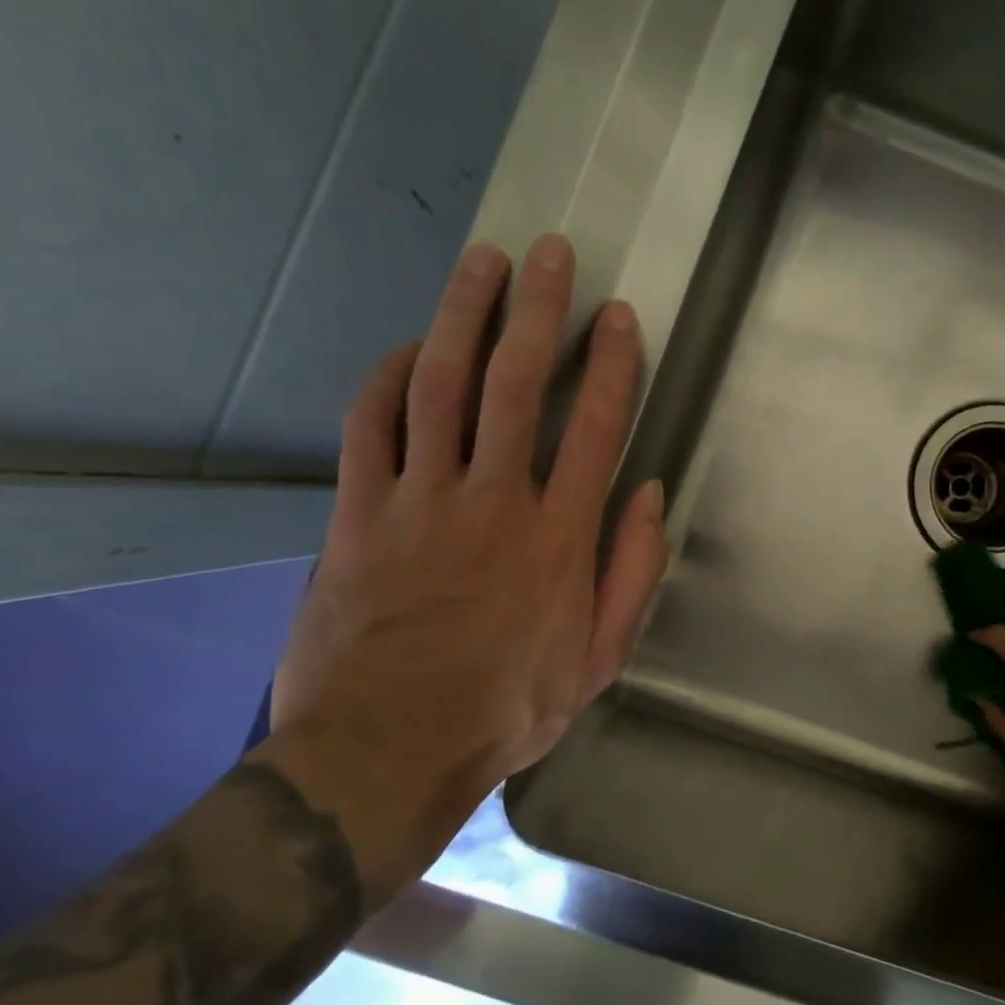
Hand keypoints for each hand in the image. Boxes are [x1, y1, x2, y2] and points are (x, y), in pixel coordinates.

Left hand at [256, 234, 668, 903]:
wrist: (385, 751)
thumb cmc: (506, 708)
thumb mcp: (598, 658)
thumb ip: (631, 572)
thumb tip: (648, 494)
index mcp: (558, 536)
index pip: (593, 426)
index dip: (611, 364)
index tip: (618, 315)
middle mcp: (492, 499)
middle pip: (514, 383)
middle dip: (537, 311)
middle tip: (549, 253)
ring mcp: (418, 500)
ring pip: (439, 385)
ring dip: (462, 316)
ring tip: (482, 263)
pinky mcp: (357, 513)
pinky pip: (371, 426)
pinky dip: (387, 378)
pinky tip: (407, 348)